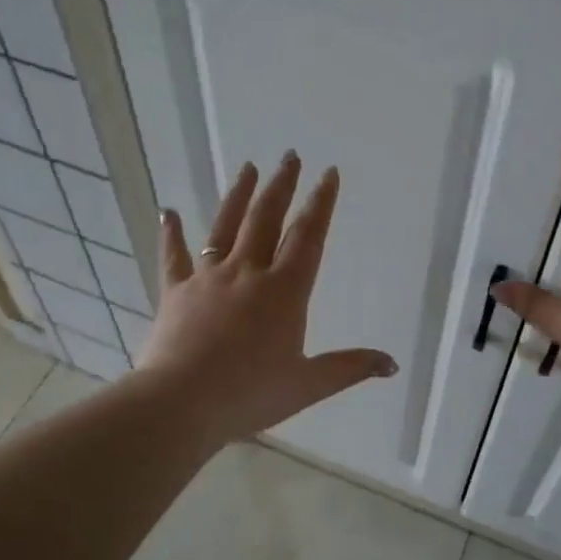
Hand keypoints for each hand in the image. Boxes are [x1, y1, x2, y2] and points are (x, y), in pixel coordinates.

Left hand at [140, 153, 397, 444]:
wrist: (181, 403)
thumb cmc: (249, 394)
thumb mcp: (307, 385)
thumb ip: (349, 368)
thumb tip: (392, 364)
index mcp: (284, 291)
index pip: (308, 237)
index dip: (321, 203)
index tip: (328, 173)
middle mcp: (247, 273)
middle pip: (267, 219)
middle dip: (281, 186)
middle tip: (289, 156)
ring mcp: (207, 278)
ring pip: (225, 226)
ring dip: (239, 195)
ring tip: (248, 167)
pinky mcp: (175, 291)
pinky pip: (173, 256)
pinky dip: (171, 234)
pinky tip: (168, 212)